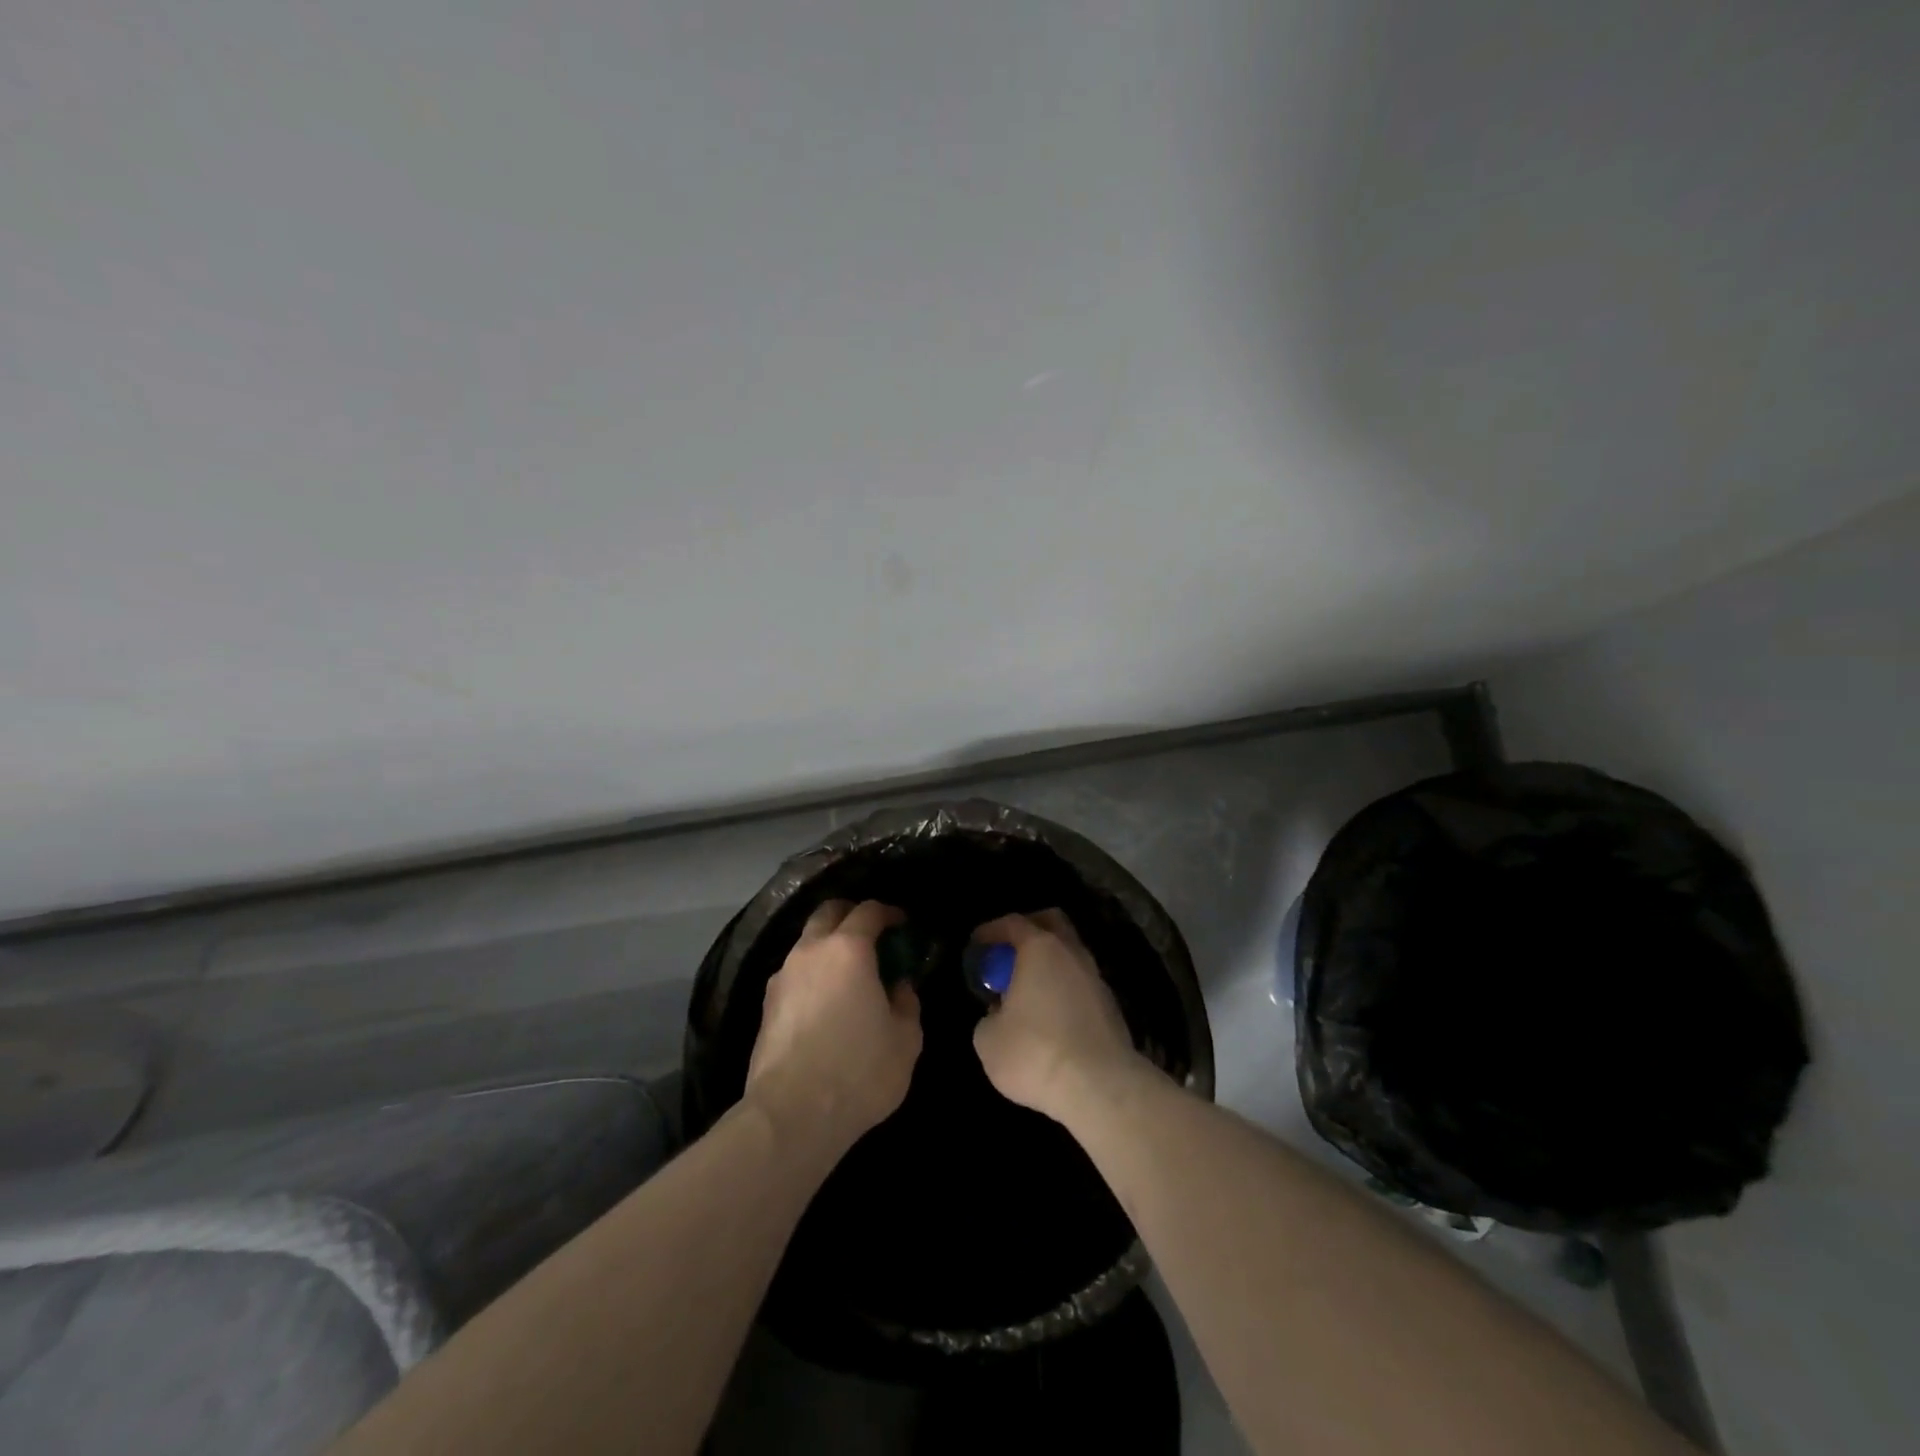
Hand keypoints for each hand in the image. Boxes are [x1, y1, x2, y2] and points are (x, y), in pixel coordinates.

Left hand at [745, 900, 922, 1152]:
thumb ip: (907, 1003)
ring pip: (806, 943)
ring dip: (828, 947)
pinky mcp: (765, 1006)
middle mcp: (811, 951)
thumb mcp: (905, 1039)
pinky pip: (794, 974)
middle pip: (828, 913)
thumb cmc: (858, 1071)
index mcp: (848, 949)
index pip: (868, 910)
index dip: (889, 912)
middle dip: (851, 915)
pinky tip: (825, 1002)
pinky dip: (812, 975)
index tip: (902, 924)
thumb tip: (898, 987)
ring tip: (848, 974)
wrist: (791, 1116)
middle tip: (872, 936)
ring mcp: (782, 977)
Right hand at [971, 910, 1146, 1123]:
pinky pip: (1082, 984)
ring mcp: (1096, 978)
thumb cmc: (1035, 1053)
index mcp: (1040, 948)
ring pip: (1070, 954)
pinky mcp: (1112, 1007)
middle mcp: (1072, 953)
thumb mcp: (988, 1040)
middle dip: (1029, 930)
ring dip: (1050, 963)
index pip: (1013, 923)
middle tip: (1008, 954)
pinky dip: (1065, 988)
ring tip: (1028, 989)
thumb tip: (999, 1014)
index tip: (977, 944)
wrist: (1100, 1088)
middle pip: (1052, 923)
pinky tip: (1051, 1015)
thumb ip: (989, 1016)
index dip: (991, 930)